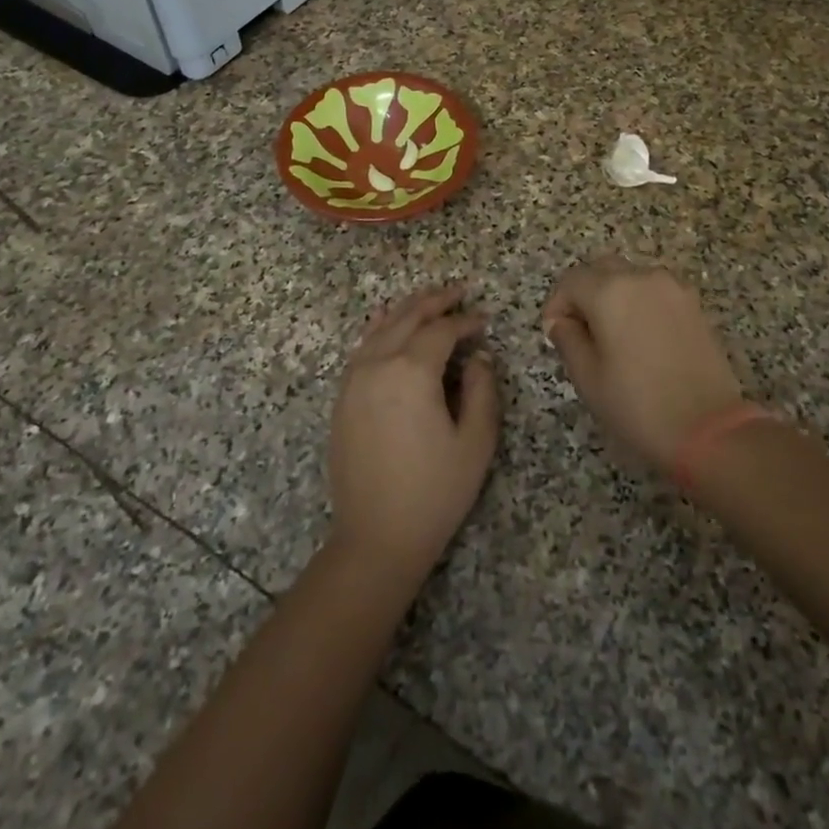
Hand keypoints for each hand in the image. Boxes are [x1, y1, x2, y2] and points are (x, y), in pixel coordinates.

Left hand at [328, 284, 500, 578]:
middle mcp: (378, 365)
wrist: (376, 537)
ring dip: (407, 309)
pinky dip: (380, 328)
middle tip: (459, 291)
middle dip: (435, 301)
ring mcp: (354, 380)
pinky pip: (363, 348)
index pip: (442, 330)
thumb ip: (481, 389)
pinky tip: (388, 324)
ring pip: (381, 328)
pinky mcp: (343, 398)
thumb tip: (478, 356)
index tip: (485, 319)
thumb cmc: (434, 491)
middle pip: (408, 318)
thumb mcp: (475, 441)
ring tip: (429, 299)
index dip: (466, 321)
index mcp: (411, 372)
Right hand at [542, 256, 744, 470]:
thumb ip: (567, 339)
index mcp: (610, 291)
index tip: (554, 333)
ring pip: (631, 277)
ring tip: (611, 336)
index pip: (571, 281)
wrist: (708, 429)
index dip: (557, 304)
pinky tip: (641, 338)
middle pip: (601, 269)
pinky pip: (655, 291)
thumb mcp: (588, 377)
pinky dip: (640, 303)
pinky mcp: (694, 304)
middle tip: (579, 330)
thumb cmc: (637, 404)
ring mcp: (673, 288)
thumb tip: (561, 321)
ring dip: (613, 295)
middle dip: (584, 293)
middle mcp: (642, 277)